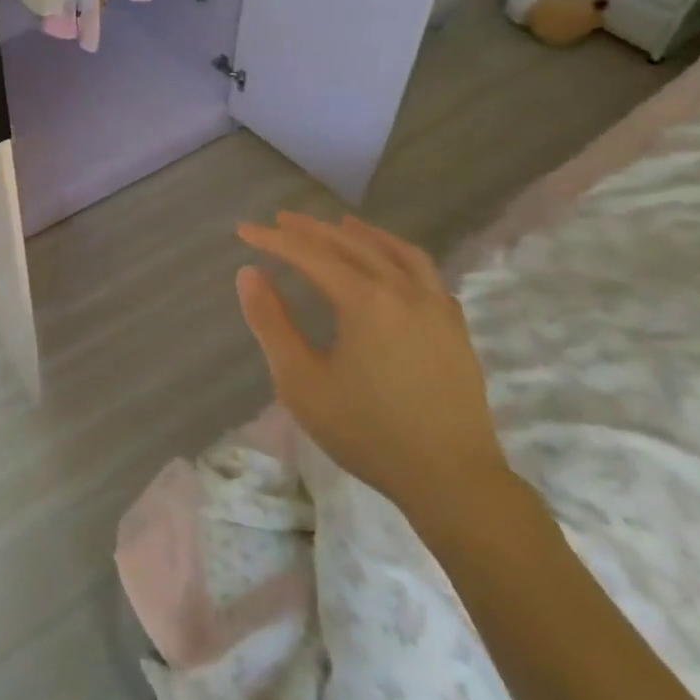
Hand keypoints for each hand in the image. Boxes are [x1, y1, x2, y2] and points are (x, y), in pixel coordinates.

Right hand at [235, 212, 511, 531]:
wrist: (452, 480)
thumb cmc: (368, 432)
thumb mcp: (301, 382)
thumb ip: (271, 323)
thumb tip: (249, 274)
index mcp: (365, 300)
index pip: (310, 254)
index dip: (274, 239)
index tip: (244, 230)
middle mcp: (403, 290)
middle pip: (352, 243)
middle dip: (312, 229)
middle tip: (282, 219)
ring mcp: (436, 306)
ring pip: (396, 251)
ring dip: (362, 233)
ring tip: (340, 223)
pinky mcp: (455, 327)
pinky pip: (425, 273)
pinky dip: (399, 256)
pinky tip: (391, 265)